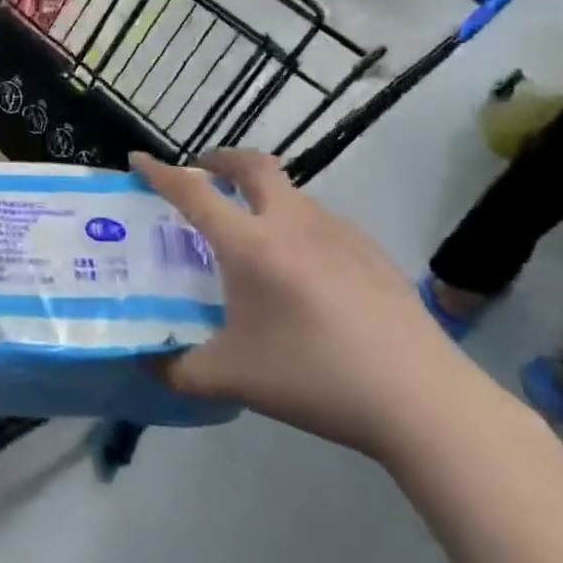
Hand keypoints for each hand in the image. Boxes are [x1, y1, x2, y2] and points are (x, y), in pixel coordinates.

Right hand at [132, 149, 473, 461]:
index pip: (193, 193)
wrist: (424, 402)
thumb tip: (146, 365)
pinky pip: (323, 222)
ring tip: (252, 232)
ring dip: (263, 195)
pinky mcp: (374, 254)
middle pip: (253, 165)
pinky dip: (298, 225)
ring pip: (292, 193)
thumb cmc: (315, 378)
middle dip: (221, 159)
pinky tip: (304, 270)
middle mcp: (292, 224)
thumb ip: (178, 370)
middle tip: (204, 173)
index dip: (160, 172)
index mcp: (250, 246)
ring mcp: (340, 234)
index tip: (138, 159)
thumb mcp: (232, 379)